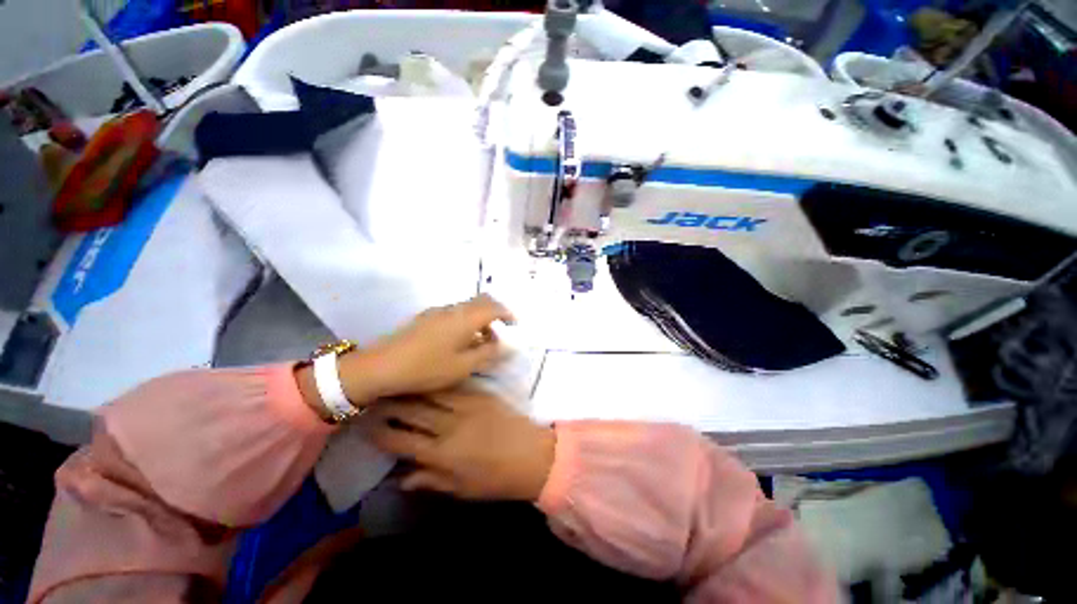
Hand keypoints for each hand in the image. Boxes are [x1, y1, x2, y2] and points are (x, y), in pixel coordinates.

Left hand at [340, 295, 513, 402]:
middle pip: (481, 301)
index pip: (494, 306)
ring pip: (467, 307)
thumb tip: (503, 344)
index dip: (508, 313)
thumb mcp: (462, 366)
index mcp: (465, 318)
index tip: (515, 324)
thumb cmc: (426, 368)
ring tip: (482, 341)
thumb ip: (487, 353)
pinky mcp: (426, 318)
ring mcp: (437, 312)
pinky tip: (461, 341)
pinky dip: (466, 321)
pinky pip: (454, 313)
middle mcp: (453, 309)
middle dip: (495, 312)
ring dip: (480, 319)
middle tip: (501, 330)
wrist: (380, 366)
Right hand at [364, 388, 554, 500]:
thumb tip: (401, 478)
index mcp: (442, 454)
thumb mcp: (462, 489)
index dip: (381, 434)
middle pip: (412, 411)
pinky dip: (438, 383)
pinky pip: (454, 386)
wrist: (532, 454)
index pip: (401, 441)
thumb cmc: (497, 479)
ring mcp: (467, 406)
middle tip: (376, 399)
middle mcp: (450, 426)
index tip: (367, 426)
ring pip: (431, 393)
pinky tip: (429, 378)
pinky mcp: (481, 394)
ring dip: (411, 388)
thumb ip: (431, 480)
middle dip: (390, 405)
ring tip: (397, 384)